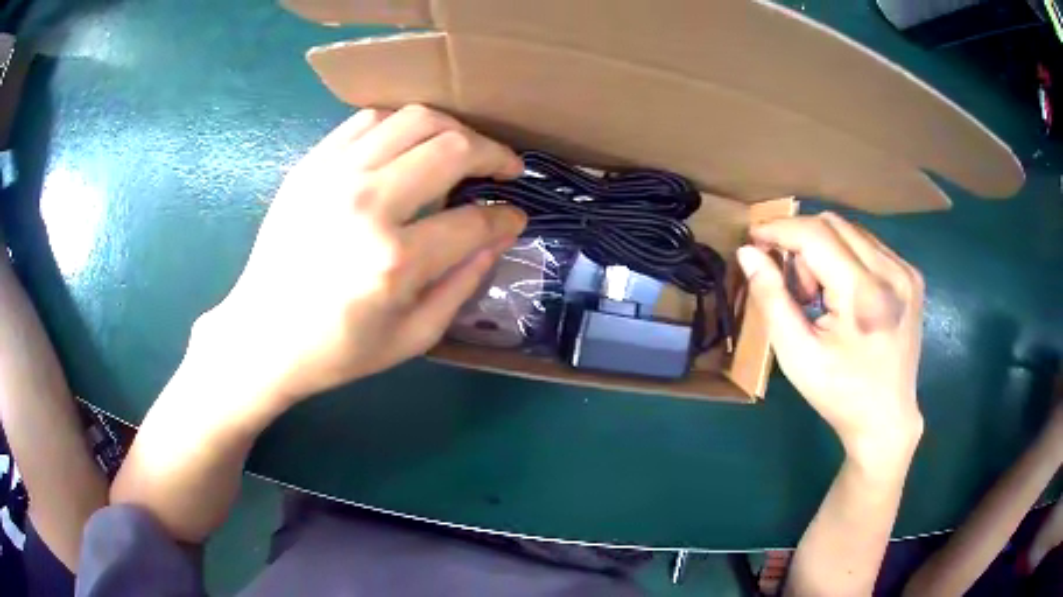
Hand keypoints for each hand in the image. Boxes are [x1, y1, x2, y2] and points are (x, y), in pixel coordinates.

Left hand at [196, 105, 526, 412]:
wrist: (262, 336)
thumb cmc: (338, 350)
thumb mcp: (414, 336)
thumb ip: (465, 282)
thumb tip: (500, 233)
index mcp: (395, 261)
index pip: (474, 220)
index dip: (505, 216)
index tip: (514, 216)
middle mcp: (367, 204)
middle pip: (452, 148)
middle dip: (493, 155)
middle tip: (504, 169)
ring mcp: (333, 176)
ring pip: (415, 119)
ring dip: (453, 129)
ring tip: (463, 150)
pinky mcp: (310, 165)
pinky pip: (369, 121)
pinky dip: (402, 126)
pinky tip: (410, 146)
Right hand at [736, 213, 923, 465]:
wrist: (886, 418)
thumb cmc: (839, 393)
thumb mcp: (796, 355)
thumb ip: (771, 299)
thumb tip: (748, 253)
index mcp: (864, 295)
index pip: (816, 235)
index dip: (780, 229)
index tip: (754, 238)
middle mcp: (892, 272)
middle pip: (833, 224)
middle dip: (802, 242)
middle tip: (793, 284)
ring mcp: (906, 272)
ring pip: (851, 231)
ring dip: (824, 249)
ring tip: (819, 294)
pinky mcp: (912, 276)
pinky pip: (868, 245)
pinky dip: (845, 257)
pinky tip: (843, 293)